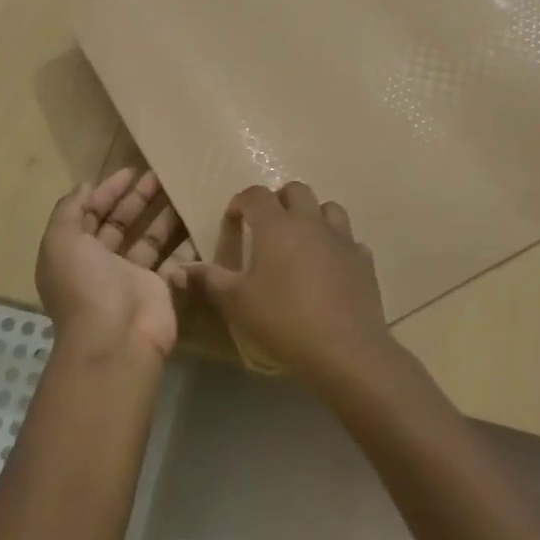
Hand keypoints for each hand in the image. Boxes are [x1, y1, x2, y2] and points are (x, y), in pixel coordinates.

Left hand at [36, 168, 188, 361]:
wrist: (115, 341)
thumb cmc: (85, 286)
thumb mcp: (60, 242)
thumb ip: (69, 211)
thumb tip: (85, 187)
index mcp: (75, 254)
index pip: (90, 215)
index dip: (106, 192)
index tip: (130, 171)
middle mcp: (102, 265)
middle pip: (121, 224)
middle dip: (137, 198)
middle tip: (159, 174)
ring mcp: (133, 279)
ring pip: (150, 239)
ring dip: (163, 215)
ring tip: (182, 190)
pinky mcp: (162, 289)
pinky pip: (175, 259)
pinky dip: (186, 242)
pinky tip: (198, 218)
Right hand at [172, 181, 396, 386]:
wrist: (346, 349)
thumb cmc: (284, 320)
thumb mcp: (237, 303)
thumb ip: (208, 280)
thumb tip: (176, 269)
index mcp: (276, 225)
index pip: (255, 195)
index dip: (241, 201)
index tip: (233, 220)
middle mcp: (310, 221)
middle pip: (296, 190)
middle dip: (279, 200)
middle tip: (267, 225)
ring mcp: (342, 238)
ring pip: (328, 208)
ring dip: (313, 216)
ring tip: (301, 240)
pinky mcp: (363, 260)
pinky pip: (350, 240)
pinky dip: (337, 246)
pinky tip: (330, 267)